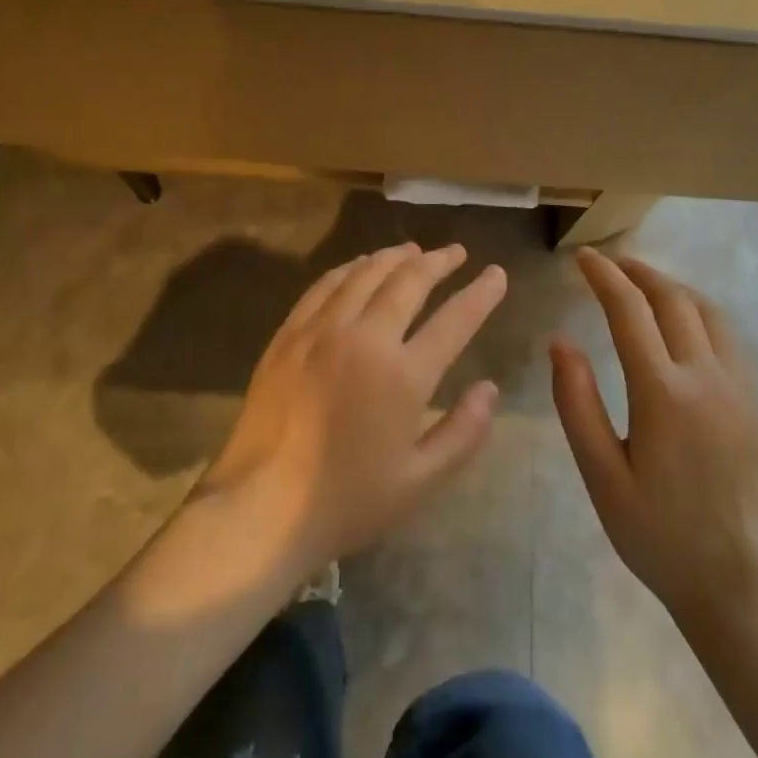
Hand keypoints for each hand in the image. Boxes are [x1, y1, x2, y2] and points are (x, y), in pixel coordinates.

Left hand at [200, 242, 506, 571]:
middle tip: (457, 252)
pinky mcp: (288, 335)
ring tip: (414, 250)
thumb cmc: (347, 501)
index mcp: (403, 375)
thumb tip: (490, 389)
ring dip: (394, 257)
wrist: (260, 508)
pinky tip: (359, 266)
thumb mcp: (420, 481)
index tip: (497, 274)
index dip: (481, 293)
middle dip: (439, 261)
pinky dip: (349, 269)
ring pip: (365, 274)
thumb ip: (463, 432)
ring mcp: (321, 332)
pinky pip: (324, 286)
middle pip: (408, 281)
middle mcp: (364, 338)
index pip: (455, 320)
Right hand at [551, 248, 757, 636]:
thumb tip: (560, 342)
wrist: (740, 584)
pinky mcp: (754, 402)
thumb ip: (577, 404)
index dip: (604, 277)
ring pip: (708, 311)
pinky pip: (728, 335)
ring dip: (672, 287)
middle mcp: (707, 377)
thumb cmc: (658, 535)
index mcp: (664, 393)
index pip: (630, 311)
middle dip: (638, 272)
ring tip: (642, 283)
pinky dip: (699, 310)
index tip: (582, 258)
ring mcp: (739, 387)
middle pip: (673, 299)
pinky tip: (683, 323)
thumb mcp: (601, 475)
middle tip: (608, 263)